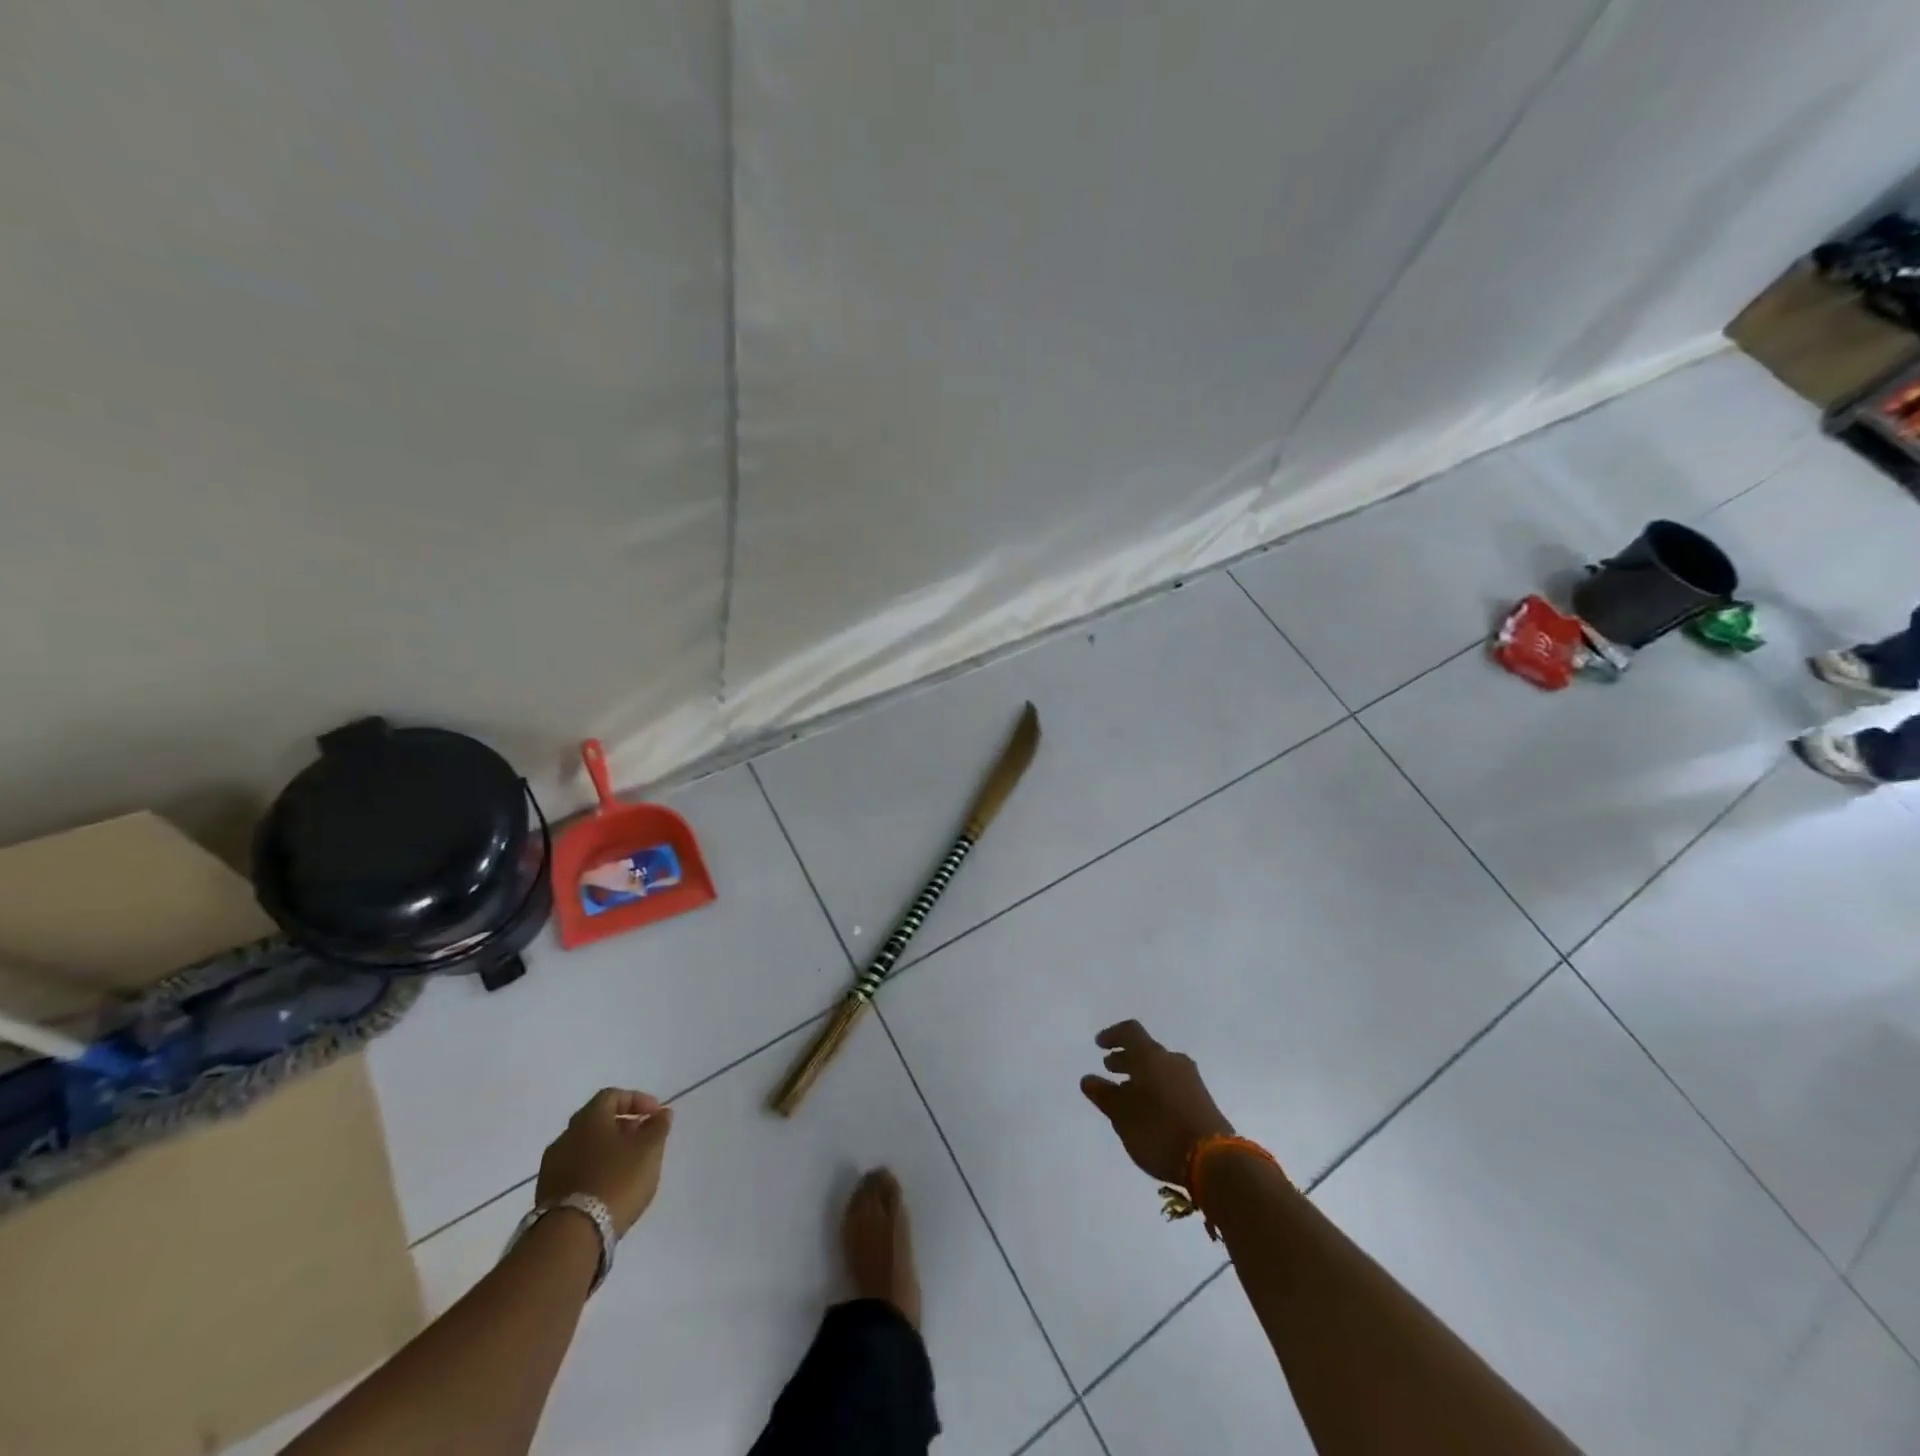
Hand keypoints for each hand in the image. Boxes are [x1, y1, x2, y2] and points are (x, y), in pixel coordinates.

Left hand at [536, 1088, 673, 1236]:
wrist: (570, 1236)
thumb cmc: (616, 1180)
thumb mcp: (649, 1149)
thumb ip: (658, 1127)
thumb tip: (662, 1113)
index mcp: (588, 1119)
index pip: (612, 1096)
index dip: (637, 1100)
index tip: (656, 1115)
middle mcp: (566, 1137)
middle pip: (597, 1122)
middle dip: (622, 1127)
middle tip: (643, 1139)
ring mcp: (552, 1168)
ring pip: (585, 1148)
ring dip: (607, 1151)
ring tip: (628, 1167)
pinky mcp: (547, 1195)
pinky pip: (576, 1172)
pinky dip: (594, 1172)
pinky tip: (609, 1188)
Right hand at [1080, 1020, 1232, 1184]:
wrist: (1215, 1161)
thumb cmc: (1160, 1130)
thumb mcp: (1123, 1116)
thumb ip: (1104, 1095)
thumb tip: (1088, 1079)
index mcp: (1152, 1057)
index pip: (1130, 1032)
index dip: (1112, 1035)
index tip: (1099, 1045)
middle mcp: (1172, 1061)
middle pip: (1146, 1050)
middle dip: (1126, 1057)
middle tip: (1109, 1068)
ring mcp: (1191, 1080)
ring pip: (1159, 1068)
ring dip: (1140, 1075)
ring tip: (1126, 1092)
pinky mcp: (1202, 1099)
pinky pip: (1172, 1083)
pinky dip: (1155, 1087)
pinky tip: (1148, 1109)